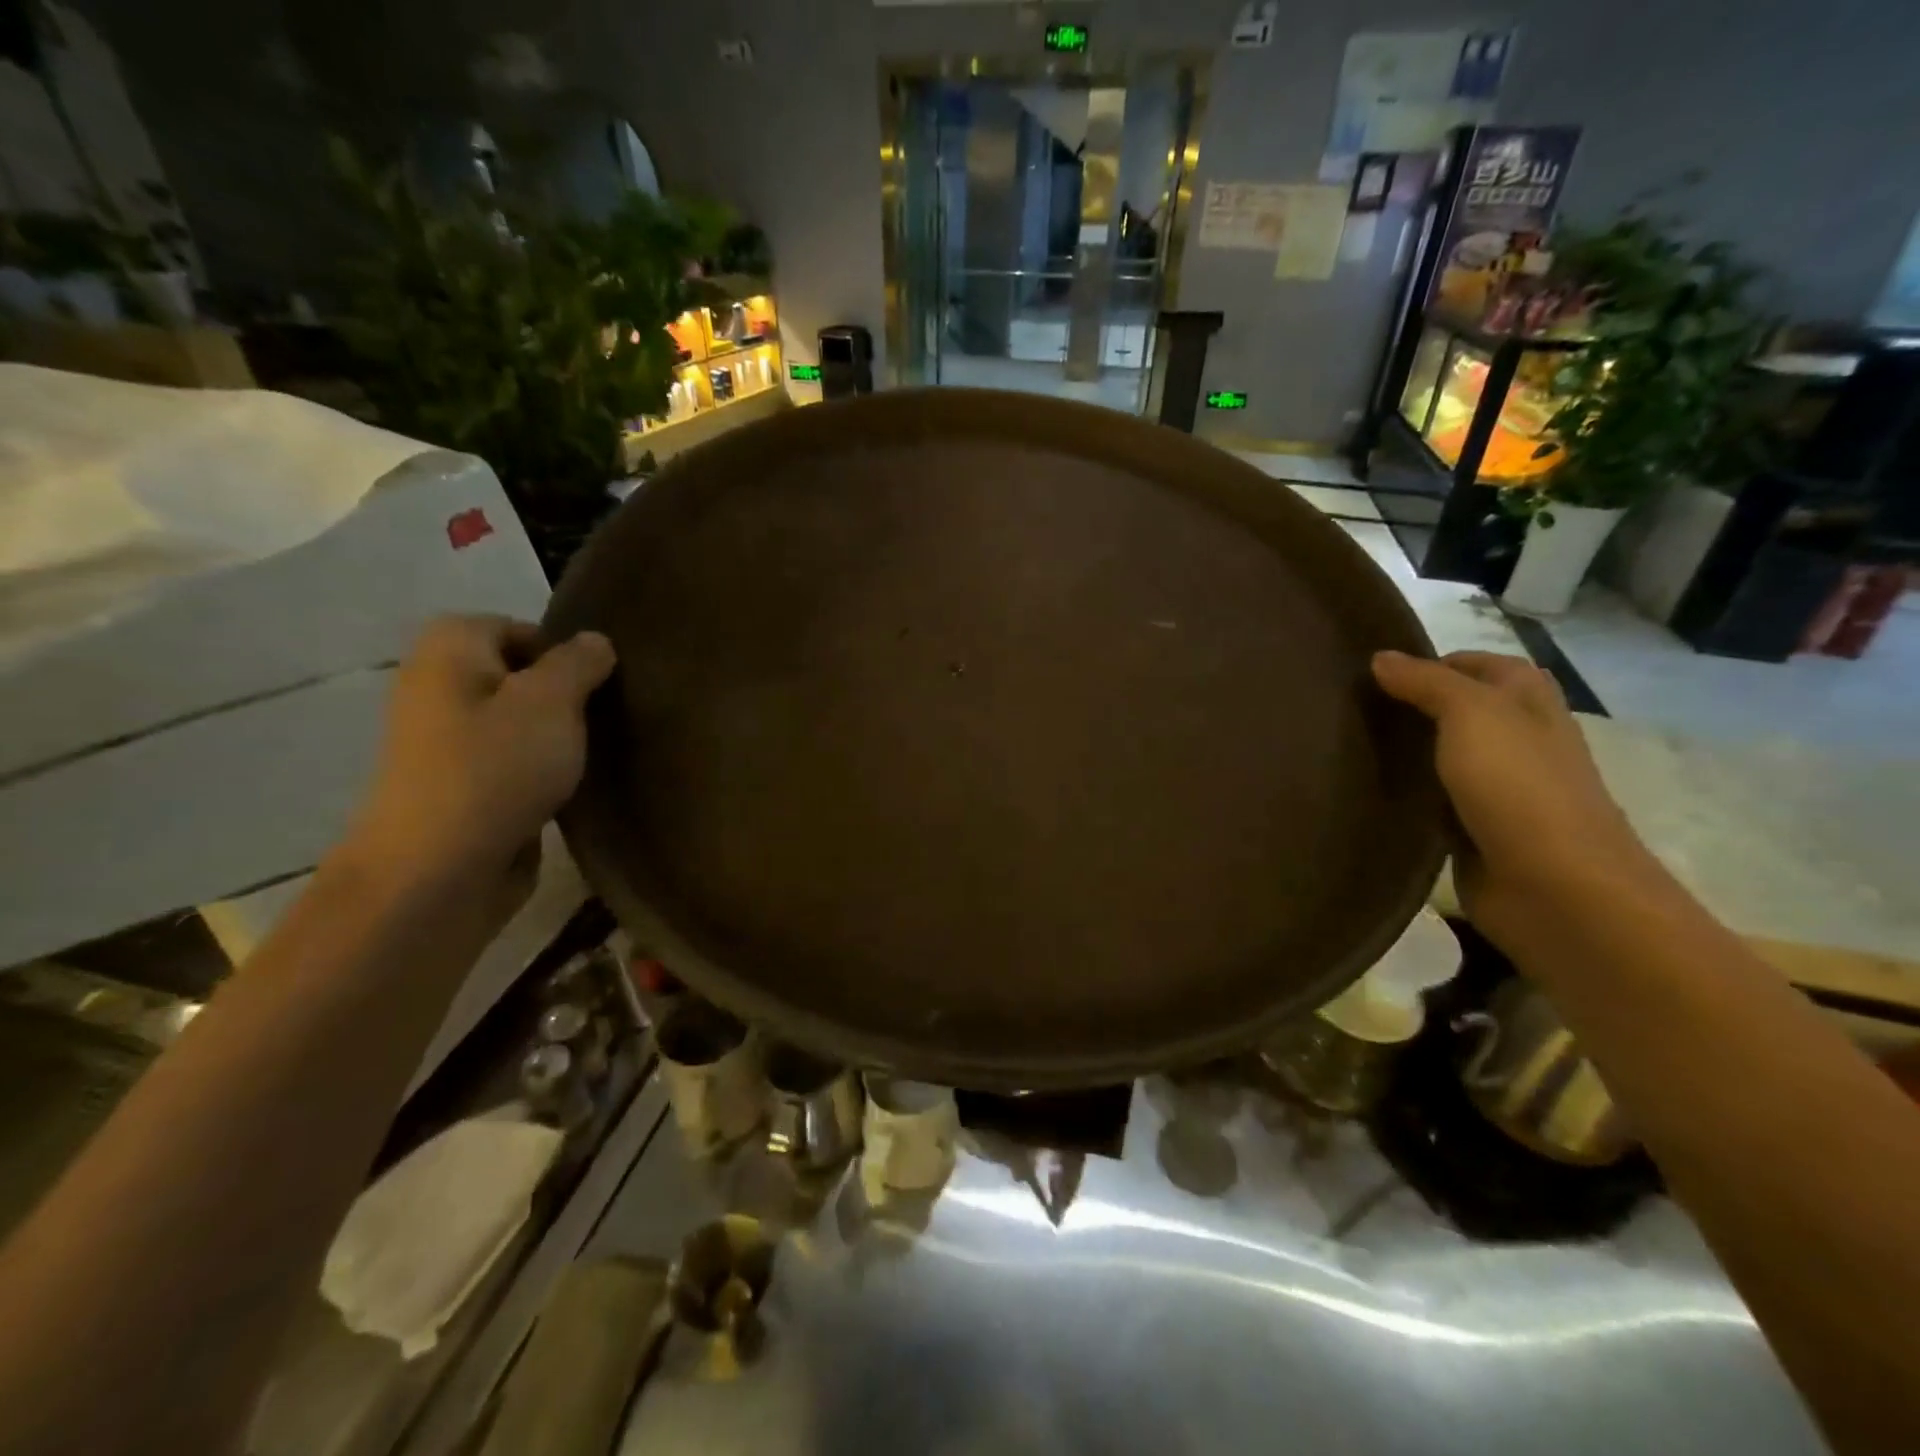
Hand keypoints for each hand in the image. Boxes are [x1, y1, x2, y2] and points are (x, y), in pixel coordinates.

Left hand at [344, 616, 615, 903]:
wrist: (439, 869)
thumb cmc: (496, 768)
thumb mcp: (553, 701)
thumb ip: (579, 662)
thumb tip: (595, 641)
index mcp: (449, 651)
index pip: (515, 626)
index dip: (561, 650)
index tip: (597, 684)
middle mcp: (438, 688)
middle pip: (517, 675)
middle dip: (563, 695)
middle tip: (602, 717)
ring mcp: (445, 743)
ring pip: (517, 722)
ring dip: (555, 737)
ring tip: (591, 754)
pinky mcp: (460, 788)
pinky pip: (511, 763)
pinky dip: (539, 771)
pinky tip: (567, 788)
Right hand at [1371, 650, 1652, 939]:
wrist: (1555, 888)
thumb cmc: (1520, 787)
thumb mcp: (1472, 714)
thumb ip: (1426, 682)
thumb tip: (1380, 658)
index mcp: (1528, 704)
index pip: (1481, 665)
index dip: (1434, 661)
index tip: (1374, 670)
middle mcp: (1518, 741)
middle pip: (1460, 711)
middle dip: (1412, 705)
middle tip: (1350, 706)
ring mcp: (1498, 790)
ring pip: (1443, 757)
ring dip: (1406, 751)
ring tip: (1346, 743)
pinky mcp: (1475, 831)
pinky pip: (1433, 802)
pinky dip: (1406, 795)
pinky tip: (1366, 791)